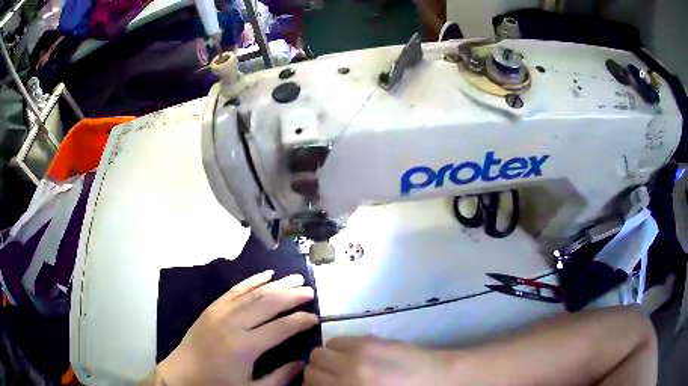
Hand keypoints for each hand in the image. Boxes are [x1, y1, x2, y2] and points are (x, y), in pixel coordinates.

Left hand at [156, 270, 317, 385]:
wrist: (182, 375)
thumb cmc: (217, 385)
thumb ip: (280, 377)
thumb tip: (302, 362)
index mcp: (244, 346)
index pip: (280, 328)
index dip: (300, 321)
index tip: (315, 318)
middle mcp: (233, 323)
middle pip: (267, 303)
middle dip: (291, 295)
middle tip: (311, 291)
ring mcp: (220, 312)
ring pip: (253, 293)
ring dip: (276, 284)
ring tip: (296, 278)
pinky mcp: (212, 308)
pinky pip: (235, 290)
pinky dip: (252, 280)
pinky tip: (266, 274)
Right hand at [304, 336, 455, 385]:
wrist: (439, 379)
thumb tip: (326, 385)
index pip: (310, 381)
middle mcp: (348, 369)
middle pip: (313, 365)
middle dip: (316, 373)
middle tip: (328, 380)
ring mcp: (359, 352)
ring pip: (321, 350)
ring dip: (325, 359)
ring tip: (339, 366)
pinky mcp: (371, 340)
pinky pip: (340, 340)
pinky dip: (338, 348)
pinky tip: (352, 356)